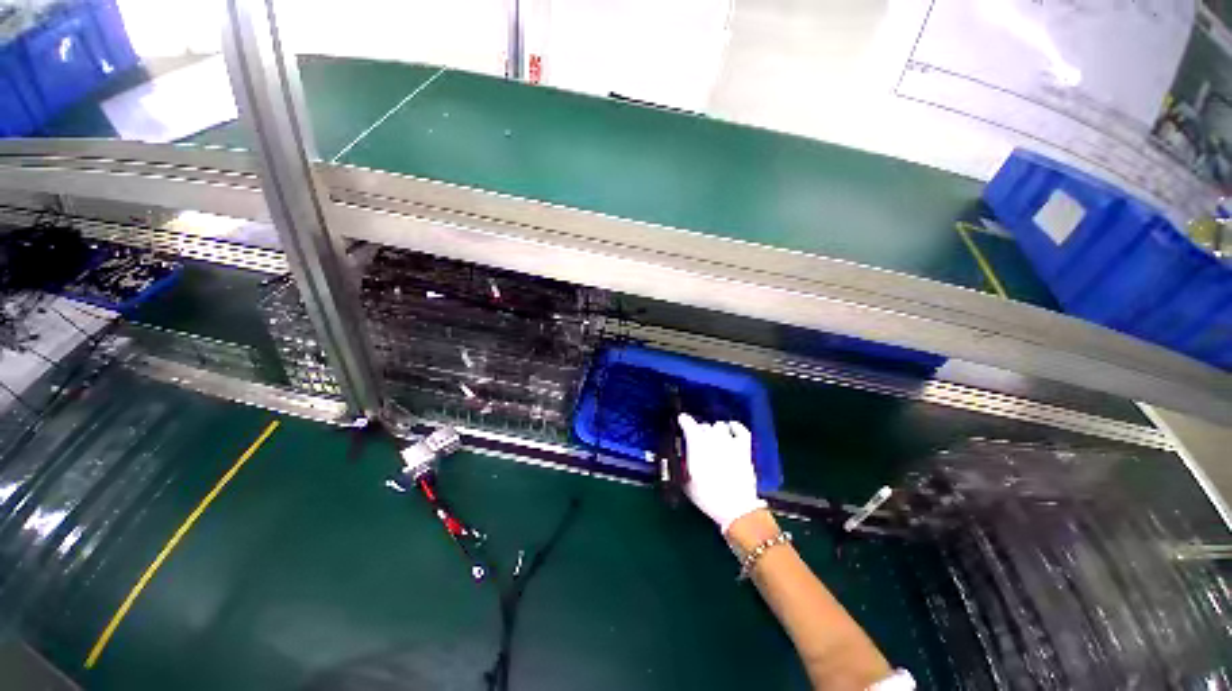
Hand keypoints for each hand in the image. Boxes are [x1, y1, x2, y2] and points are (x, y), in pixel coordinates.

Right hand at [678, 413, 765, 534]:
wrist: (736, 509)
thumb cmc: (708, 497)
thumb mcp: (687, 483)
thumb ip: (684, 467)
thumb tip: (683, 461)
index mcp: (696, 446)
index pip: (688, 424)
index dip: (684, 421)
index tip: (682, 420)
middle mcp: (712, 440)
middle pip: (704, 426)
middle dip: (699, 431)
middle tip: (698, 440)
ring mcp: (730, 443)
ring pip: (720, 426)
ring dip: (715, 430)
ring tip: (714, 437)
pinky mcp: (744, 449)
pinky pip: (741, 430)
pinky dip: (736, 426)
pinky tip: (732, 427)